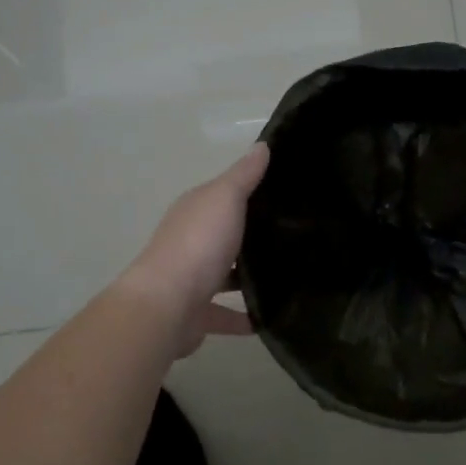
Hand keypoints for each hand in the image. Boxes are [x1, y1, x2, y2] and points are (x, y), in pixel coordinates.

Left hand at [118, 144, 269, 357]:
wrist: (167, 305)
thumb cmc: (198, 244)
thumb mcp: (225, 198)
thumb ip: (244, 175)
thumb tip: (262, 145)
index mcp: (195, 211)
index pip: (224, 195)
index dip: (252, 191)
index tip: (288, 192)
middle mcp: (190, 241)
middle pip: (225, 234)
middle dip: (253, 235)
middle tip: (298, 235)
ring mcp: (192, 279)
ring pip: (226, 274)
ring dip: (248, 276)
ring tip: (289, 276)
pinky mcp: (197, 313)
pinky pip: (226, 314)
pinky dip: (245, 316)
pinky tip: (270, 319)